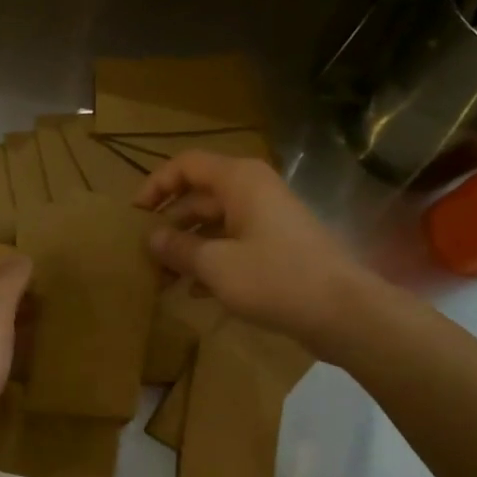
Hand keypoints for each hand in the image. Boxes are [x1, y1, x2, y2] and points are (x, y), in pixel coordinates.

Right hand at [135, 153, 371, 359]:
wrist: (342, 311)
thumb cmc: (275, 278)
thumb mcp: (216, 265)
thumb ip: (179, 248)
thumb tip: (152, 238)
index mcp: (239, 180)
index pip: (186, 165)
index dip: (156, 185)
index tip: (134, 216)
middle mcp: (253, 192)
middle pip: (198, 197)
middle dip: (169, 225)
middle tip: (144, 256)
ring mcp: (267, 220)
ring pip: (214, 225)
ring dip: (187, 249)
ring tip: (162, 279)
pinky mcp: (276, 248)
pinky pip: (233, 246)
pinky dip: (211, 262)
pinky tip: (193, 292)